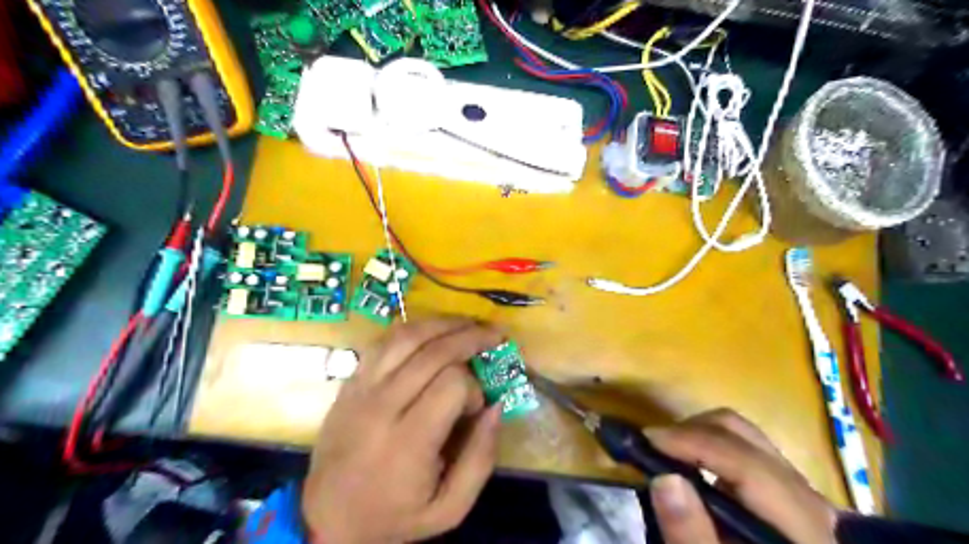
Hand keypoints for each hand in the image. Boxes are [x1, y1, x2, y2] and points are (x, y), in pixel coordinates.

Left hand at [303, 319, 499, 543]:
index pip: (451, 384)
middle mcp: (382, 407)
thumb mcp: (450, 508)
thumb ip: (480, 458)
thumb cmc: (394, 516)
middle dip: (469, 337)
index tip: (478, 406)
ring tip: (468, 324)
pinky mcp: (351, 381)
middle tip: (493, 335)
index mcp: (408, 442)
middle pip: (432, 352)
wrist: (327, 518)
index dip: (473, 388)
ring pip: (406, 336)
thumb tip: (496, 406)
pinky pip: (384, 341)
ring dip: (442, 324)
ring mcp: (362, 388)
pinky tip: (432, 331)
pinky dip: (413, 329)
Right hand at [643, 409, 840, 543]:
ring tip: (664, 454)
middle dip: (691, 432)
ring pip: (743, 435)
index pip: (746, 464)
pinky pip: (743, 448)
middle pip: (743, 436)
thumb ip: (692, 537)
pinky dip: (708, 446)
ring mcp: (798, 491)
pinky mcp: (784, 490)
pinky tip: (688, 466)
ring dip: (697, 435)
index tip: (646, 440)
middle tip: (651, 448)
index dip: (694, 443)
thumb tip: (663, 478)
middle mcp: (808, 499)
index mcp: (803, 529)